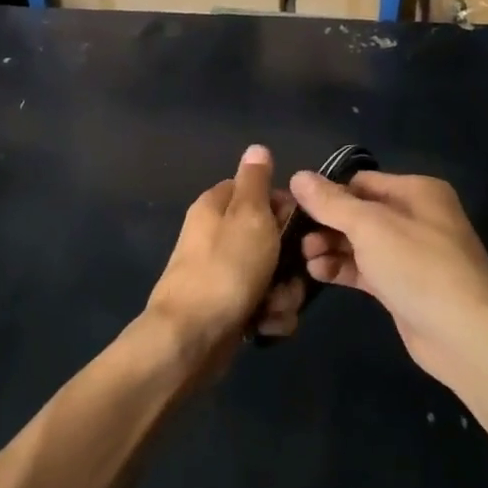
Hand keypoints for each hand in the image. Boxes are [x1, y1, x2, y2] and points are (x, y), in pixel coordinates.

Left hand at [145, 146, 304, 365]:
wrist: (190, 339)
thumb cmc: (225, 269)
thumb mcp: (248, 216)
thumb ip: (256, 182)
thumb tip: (257, 148)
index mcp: (217, 207)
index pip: (260, 192)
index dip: (284, 210)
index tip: (297, 228)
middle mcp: (218, 236)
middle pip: (273, 239)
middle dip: (290, 262)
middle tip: (288, 274)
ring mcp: (223, 274)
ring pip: (275, 276)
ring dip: (283, 294)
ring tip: (272, 306)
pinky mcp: (229, 308)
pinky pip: (265, 305)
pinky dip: (270, 316)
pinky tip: (264, 326)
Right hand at [290, 171, 487, 381]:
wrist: (465, 335)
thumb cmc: (418, 266)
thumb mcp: (370, 226)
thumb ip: (331, 202)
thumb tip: (298, 176)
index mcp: (416, 192)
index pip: (361, 182)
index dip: (328, 193)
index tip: (294, 206)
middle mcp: (416, 217)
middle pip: (359, 212)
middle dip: (326, 224)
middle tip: (295, 238)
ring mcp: (411, 254)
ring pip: (360, 243)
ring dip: (330, 247)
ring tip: (304, 259)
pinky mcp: (403, 286)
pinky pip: (366, 269)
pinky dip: (342, 268)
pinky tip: (317, 273)